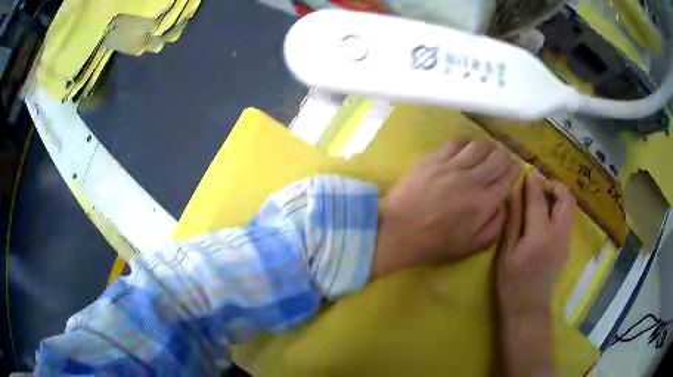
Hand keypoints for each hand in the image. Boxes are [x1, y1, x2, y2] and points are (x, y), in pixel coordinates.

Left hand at [372, 139, 520, 277]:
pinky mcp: (434, 158)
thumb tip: (505, 202)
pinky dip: (467, 142)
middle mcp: (472, 179)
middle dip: (505, 157)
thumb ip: (496, 224)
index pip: (508, 178)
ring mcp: (451, 166)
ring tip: (488, 152)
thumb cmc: (436, 243)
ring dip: (488, 147)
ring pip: (479, 145)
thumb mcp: (473, 245)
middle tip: (503, 161)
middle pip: (497, 157)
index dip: (515, 171)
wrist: (399, 230)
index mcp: (484, 202)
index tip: (516, 169)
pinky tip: (467, 147)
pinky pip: (456, 142)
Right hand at [496, 171, 575, 318]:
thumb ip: (513, 222)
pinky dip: (558, 211)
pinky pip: (566, 220)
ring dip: (558, 197)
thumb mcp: (506, 254)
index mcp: (539, 236)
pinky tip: (544, 219)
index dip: (534, 183)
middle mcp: (558, 235)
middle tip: (541, 187)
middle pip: (567, 199)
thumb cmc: (511, 284)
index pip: (539, 199)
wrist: (529, 308)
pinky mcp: (566, 247)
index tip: (528, 174)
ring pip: (569, 208)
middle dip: (555, 186)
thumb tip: (515, 195)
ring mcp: (565, 241)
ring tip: (541, 201)